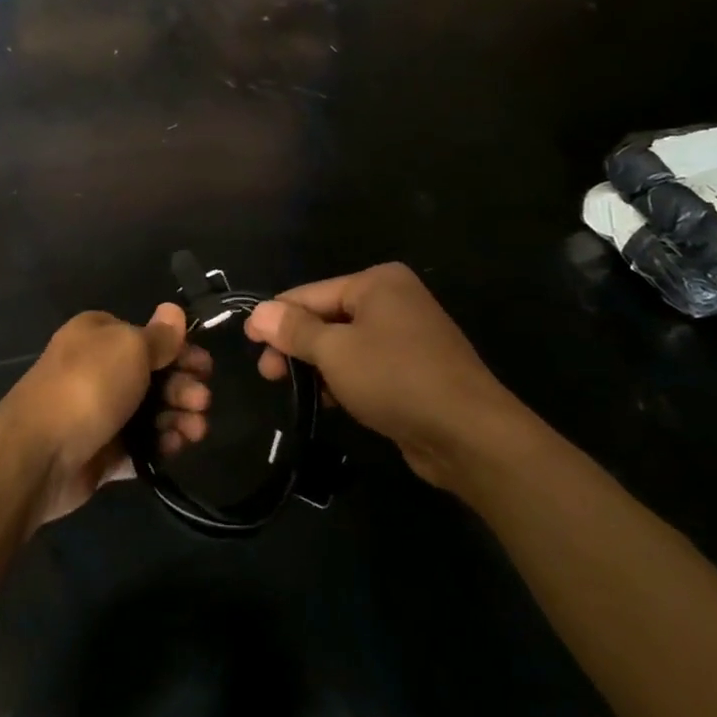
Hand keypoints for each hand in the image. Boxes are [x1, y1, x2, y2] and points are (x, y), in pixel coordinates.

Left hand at [0, 305, 194, 527]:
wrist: (39, 453)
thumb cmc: (88, 386)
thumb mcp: (130, 347)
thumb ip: (158, 336)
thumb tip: (173, 310)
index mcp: (99, 335)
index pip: (150, 337)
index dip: (181, 350)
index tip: (205, 367)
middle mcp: (99, 369)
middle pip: (155, 375)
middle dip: (184, 387)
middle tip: (202, 401)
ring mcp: (100, 412)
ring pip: (151, 412)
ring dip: (179, 417)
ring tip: (195, 430)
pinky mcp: (102, 451)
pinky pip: (140, 446)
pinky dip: (161, 445)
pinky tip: (175, 448)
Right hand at [161, 263, 536, 486]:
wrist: (469, 434)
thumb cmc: (395, 378)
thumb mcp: (335, 352)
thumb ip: (294, 330)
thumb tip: (258, 313)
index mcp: (378, 283)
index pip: (310, 294)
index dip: (276, 317)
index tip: (246, 341)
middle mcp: (394, 301)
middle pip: (327, 317)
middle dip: (295, 344)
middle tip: (266, 373)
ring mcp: (407, 336)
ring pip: (345, 344)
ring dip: (317, 365)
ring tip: (289, 389)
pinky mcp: (414, 370)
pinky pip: (366, 366)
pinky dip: (343, 379)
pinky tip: (326, 401)